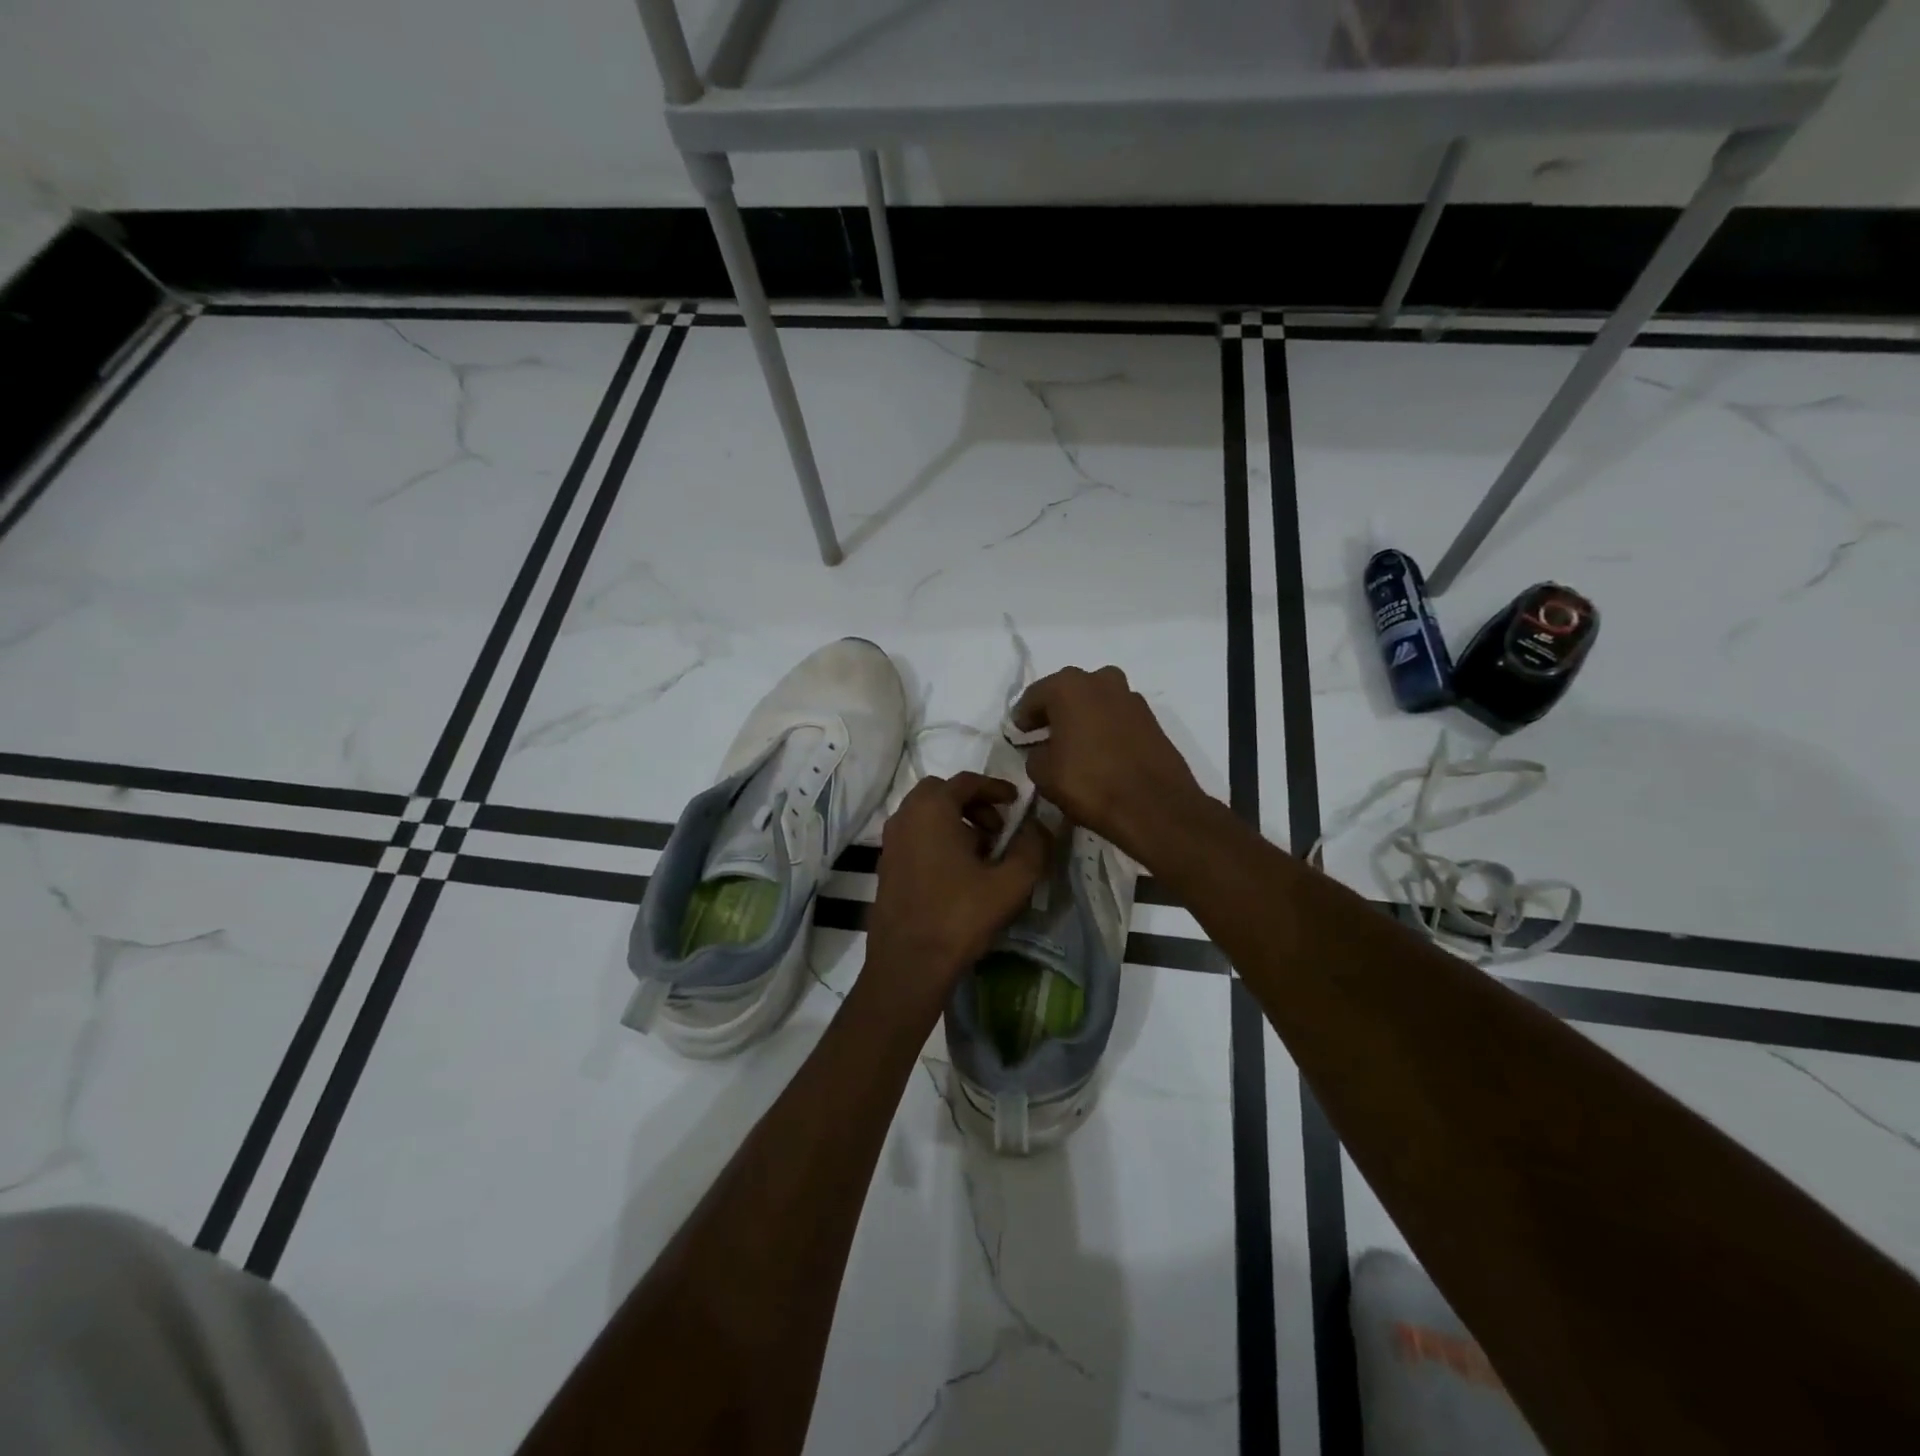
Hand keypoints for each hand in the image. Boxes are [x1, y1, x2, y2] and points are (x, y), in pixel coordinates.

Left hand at [865, 773, 1051, 1004]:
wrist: (908, 962)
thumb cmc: (960, 915)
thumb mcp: (1011, 882)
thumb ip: (1032, 847)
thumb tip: (1040, 826)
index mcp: (932, 809)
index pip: (967, 781)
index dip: (996, 787)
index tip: (1016, 802)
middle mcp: (905, 816)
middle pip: (941, 793)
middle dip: (972, 803)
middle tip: (997, 828)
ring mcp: (890, 841)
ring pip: (926, 815)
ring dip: (955, 821)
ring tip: (982, 852)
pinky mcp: (885, 865)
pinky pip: (915, 836)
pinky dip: (937, 838)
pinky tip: (957, 872)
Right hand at [1012, 666, 1207, 864]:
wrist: (1154, 806)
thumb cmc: (1089, 783)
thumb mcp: (1042, 773)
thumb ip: (1035, 753)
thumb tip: (1044, 749)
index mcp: (1069, 686)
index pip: (1034, 696)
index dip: (1022, 717)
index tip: (1017, 734)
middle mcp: (1101, 680)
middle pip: (1068, 692)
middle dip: (1055, 711)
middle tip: (1044, 735)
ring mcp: (1131, 697)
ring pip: (1096, 701)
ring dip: (1083, 717)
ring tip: (1074, 744)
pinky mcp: (1151, 718)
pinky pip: (1117, 717)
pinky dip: (1105, 728)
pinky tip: (1100, 752)